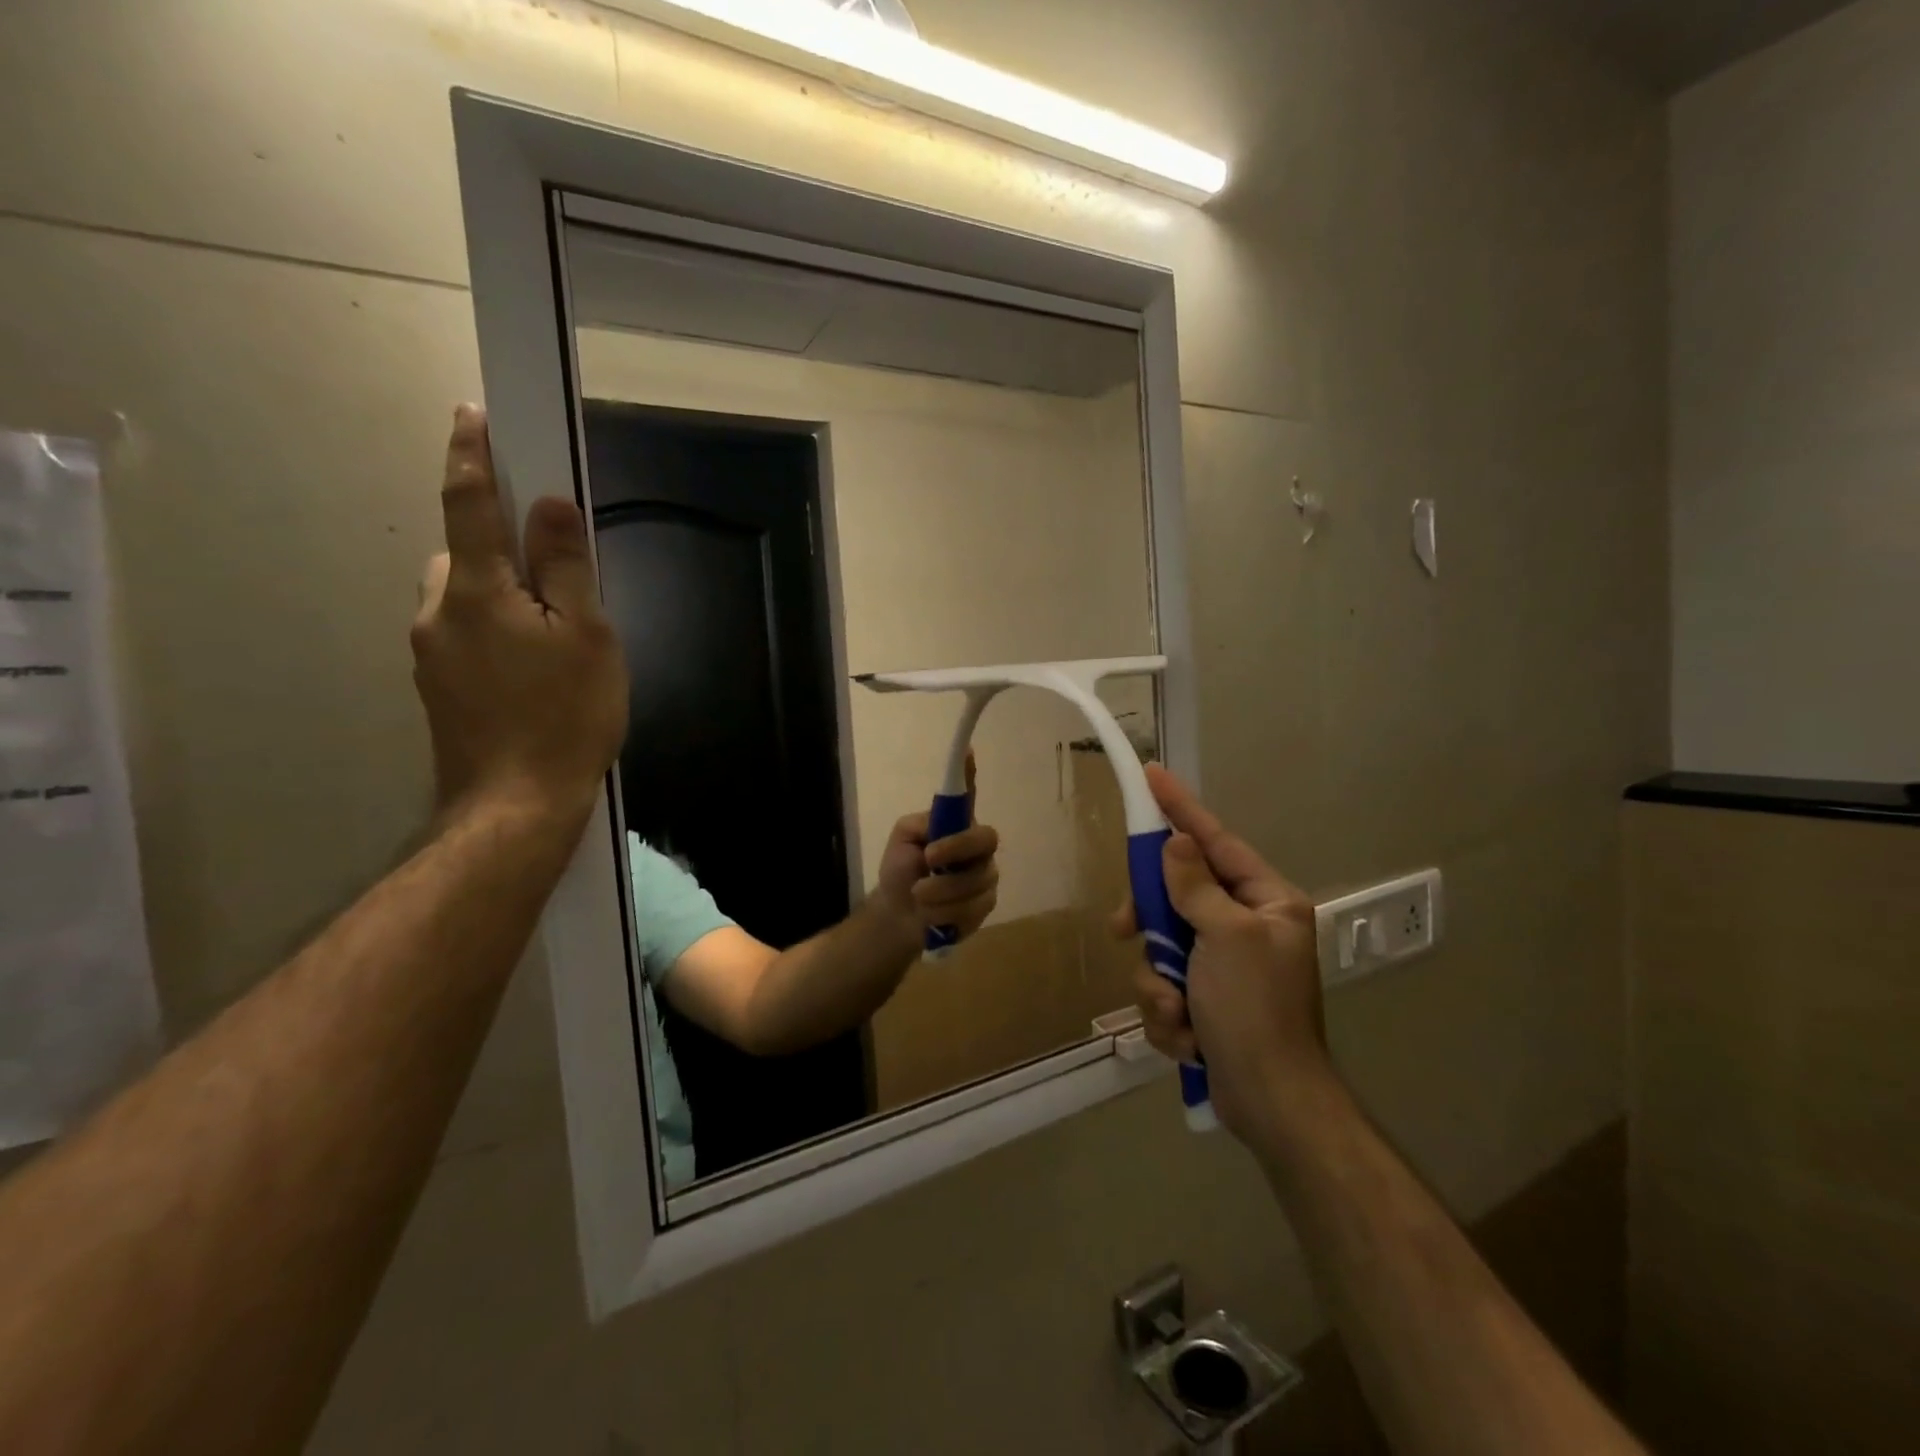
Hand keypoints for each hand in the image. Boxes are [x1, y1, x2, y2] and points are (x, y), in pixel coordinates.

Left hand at [410, 405, 628, 831]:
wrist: (516, 806)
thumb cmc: (565, 716)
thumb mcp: (588, 638)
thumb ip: (568, 569)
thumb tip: (551, 506)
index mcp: (478, 590)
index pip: (469, 504)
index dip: (471, 456)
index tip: (471, 416)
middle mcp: (439, 612)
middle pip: (466, 554)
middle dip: (502, 547)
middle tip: (557, 578)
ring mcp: (430, 653)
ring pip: (464, 598)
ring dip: (501, 596)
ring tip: (553, 639)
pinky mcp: (437, 687)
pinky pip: (465, 636)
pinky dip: (495, 632)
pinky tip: (532, 674)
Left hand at [874, 754, 1000, 946]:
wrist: (899, 915)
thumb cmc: (902, 870)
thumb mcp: (902, 841)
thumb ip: (920, 825)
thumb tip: (938, 819)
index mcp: (956, 824)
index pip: (968, 794)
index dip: (969, 772)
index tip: (967, 749)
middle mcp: (977, 846)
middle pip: (985, 839)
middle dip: (956, 849)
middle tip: (928, 858)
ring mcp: (985, 875)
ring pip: (975, 880)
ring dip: (940, 891)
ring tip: (918, 896)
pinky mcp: (985, 904)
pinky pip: (972, 907)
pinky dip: (945, 913)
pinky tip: (933, 915)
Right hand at [1114, 766, 1329, 1140]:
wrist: (1270, 1105)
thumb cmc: (1255, 1010)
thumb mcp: (1226, 938)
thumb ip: (1195, 886)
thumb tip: (1176, 843)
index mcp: (1266, 902)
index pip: (1214, 840)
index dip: (1179, 809)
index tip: (1151, 776)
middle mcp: (1245, 927)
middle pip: (1176, 897)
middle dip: (1150, 922)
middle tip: (1123, 928)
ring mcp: (1223, 967)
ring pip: (1161, 949)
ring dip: (1159, 984)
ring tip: (1178, 1013)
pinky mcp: (1204, 1003)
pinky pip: (1164, 989)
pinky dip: (1168, 1015)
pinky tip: (1187, 1039)